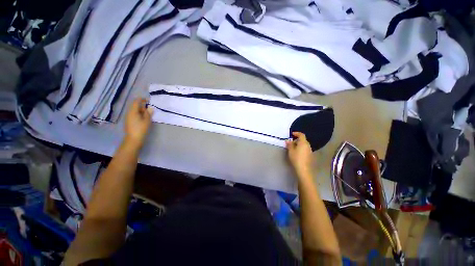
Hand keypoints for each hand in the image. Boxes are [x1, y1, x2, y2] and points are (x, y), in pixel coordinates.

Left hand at [124, 98, 152, 147]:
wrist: (133, 139)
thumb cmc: (141, 129)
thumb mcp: (147, 120)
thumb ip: (148, 113)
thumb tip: (150, 107)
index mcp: (133, 111)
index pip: (136, 101)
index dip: (142, 99)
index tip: (149, 100)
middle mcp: (129, 113)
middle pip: (135, 106)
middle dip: (142, 106)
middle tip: (150, 108)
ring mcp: (128, 117)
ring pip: (135, 110)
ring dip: (141, 110)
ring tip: (148, 114)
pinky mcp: (129, 121)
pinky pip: (134, 114)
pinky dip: (139, 114)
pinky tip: (144, 118)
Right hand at [286, 132, 312, 177]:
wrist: (304, 169)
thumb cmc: (296, 158)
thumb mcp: (291, 151)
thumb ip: (289, 145)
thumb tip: (288, 140)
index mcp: (303, 143)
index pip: (301, 135)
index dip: (297, 133)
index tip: (292, 134)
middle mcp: (308, 145)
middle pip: (303, 140)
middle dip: (297, 140)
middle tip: (290, 142)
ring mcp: (310, 150)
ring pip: (304, 145)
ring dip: (299, 144)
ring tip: (293, 148)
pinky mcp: (310, 155)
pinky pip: (305, 149)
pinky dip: (301, 148)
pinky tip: (297, 153)